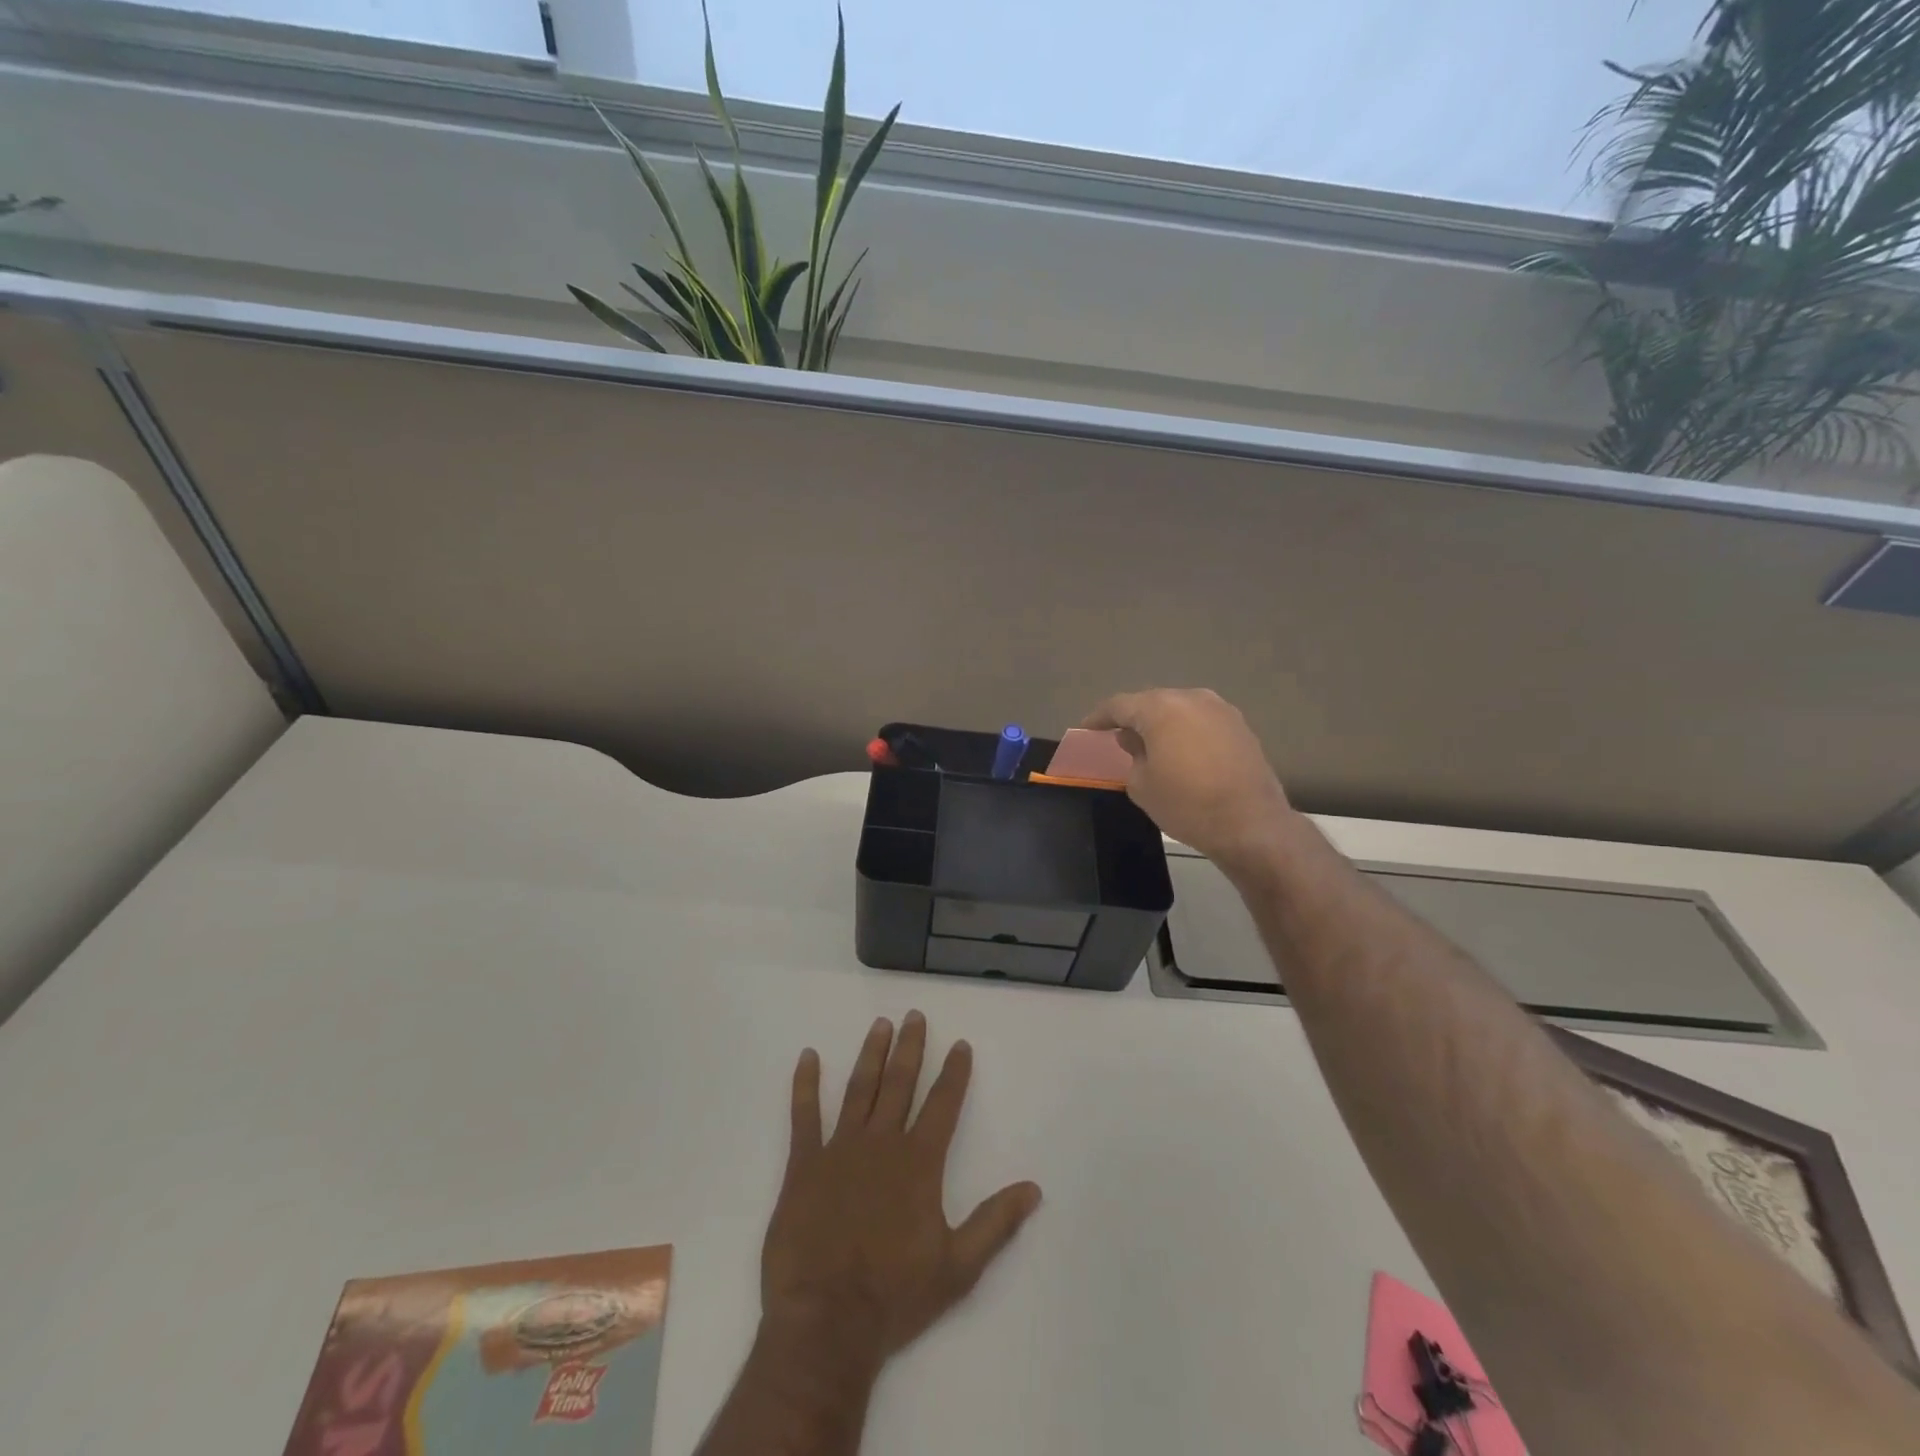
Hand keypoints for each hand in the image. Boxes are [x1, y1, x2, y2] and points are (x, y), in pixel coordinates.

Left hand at [760, 1012, 1041, 1368]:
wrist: (825, 1322)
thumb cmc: (895, 1296)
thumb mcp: (959, 1267)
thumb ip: (995, 1223)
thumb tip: (1034, 1189)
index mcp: (919, 1163)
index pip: (943, 1105)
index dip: (954, 1073)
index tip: (960, 1044)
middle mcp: (882, 1143)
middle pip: (900, 1083)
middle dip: (910, 1048)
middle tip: (915, 1015)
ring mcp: (840, 1149)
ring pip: (860, 1089)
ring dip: (871, 1055)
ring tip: (880, 1025)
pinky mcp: (804, 1165)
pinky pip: (804, 1115)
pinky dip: (805, 1084)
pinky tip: (808, 1056)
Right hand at [1083, 687, 1298, 876]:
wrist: (1251, 825)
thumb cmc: (1187, 804)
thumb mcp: (1141, 785)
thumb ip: (1132, 755)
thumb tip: (1134, 739)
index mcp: (1161, 708)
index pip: (1120, 705)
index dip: (1100, 717)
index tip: (1087, 728)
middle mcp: (1192, 698)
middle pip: (1153, 702)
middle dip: (1134, 718)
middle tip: (1118, 736)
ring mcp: (1221, 710)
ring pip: (1180, 710)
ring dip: (1163, 724)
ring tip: (1151, 744)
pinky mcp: (1241, 727)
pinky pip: (1202, 722)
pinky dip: (1187, 732)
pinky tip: (1182, 752)